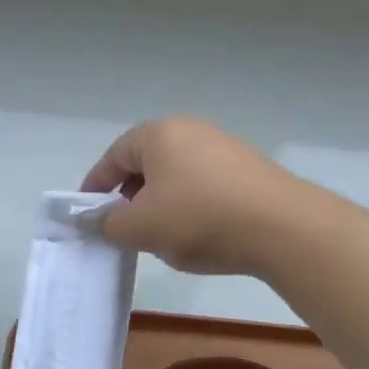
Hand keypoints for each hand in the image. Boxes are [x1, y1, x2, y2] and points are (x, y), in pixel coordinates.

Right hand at [82, 116, 308, 275]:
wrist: (282, 227)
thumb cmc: (198, 218)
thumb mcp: (139, 227)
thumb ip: (108, 223)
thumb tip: (97, 220)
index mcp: (159, 134)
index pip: (114, 156)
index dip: (96, 186)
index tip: (87, 213)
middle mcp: (191, 130)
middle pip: (146, 163)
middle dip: (130, 196)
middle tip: (124, 228)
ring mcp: (224, 147)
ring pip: (177, 176)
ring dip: (162, 204)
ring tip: (162, 237)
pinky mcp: (249, 169)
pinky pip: (205, 185)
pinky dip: (192, 207)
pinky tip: (200, 235)